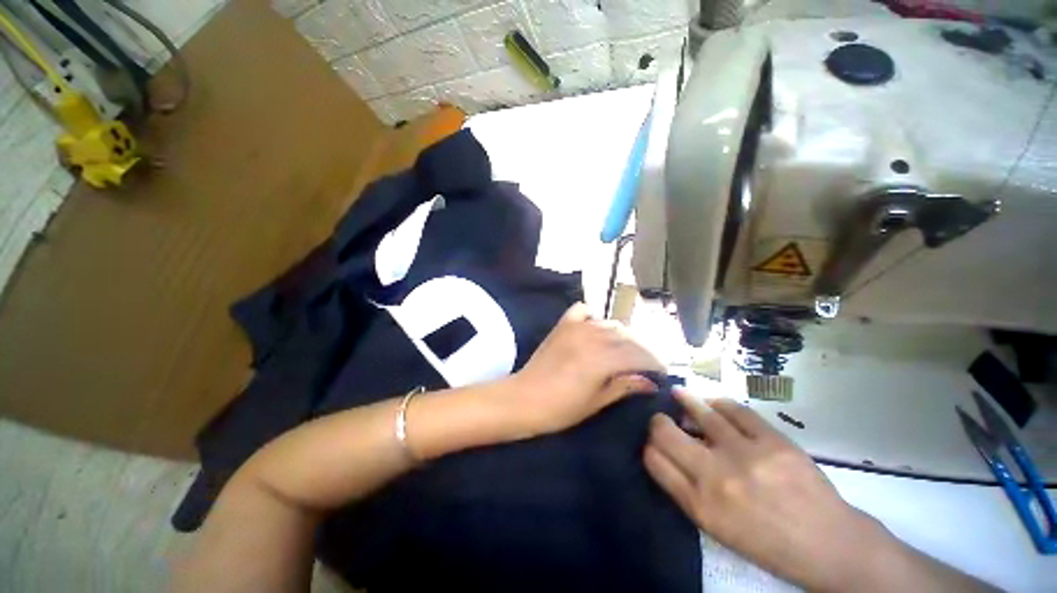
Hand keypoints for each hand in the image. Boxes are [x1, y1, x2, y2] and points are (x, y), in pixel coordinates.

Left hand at [506, 303, 663, 437]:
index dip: (654, 363)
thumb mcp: (596, 402)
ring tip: (626, 349)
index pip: (638, 355)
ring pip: (608, 323)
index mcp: (601, 359)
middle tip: (647, 364)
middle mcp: (591, 337)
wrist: (523, 399)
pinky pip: (581, 310)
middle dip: (642, 349)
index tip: (663, 373)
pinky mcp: (562, 325)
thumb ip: (624, 386)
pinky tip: (596, 327)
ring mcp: (575, 328)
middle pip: (627, 337)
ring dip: (622, 335)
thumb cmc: (560, 409)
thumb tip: (651, 383)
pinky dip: (593, 316)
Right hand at [644, 392, 895, 591]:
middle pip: (665, 433)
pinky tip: (714, 403)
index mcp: (700, 505)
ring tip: (678, 394)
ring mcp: (745, 455)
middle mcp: (715, 477)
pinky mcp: (773, 441)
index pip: (654, 460)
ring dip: (684, 401)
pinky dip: (720, 404)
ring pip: (700, 414)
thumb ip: (686, 490)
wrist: (828, 544)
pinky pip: (736, 410)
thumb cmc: (766, 542)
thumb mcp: (717, 529)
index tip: (652, 440)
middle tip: (662, 418)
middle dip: (658, 422)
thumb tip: (667, 453)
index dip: (648, 445)